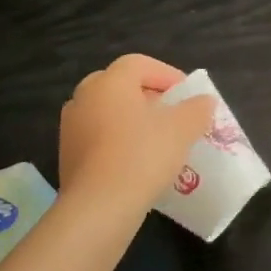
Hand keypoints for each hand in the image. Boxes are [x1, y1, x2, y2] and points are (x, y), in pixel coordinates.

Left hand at [57, 54, 216, 207]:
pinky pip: (97, 135)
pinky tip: (136, 160)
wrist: (99, 206)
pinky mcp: (67, 154)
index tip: (187, 94)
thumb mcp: (183, 129)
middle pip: (120, 85)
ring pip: (107, 111)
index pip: (139, 63)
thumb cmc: (143, 156)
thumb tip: (204, 101)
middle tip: (170, 112)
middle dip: (147, 95)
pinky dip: (117, 139)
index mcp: (110, 82)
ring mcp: (71, 126)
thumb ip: (197, 109)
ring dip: (131, 118)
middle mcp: (84, 96)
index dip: (167, 74)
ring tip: (156, 138)